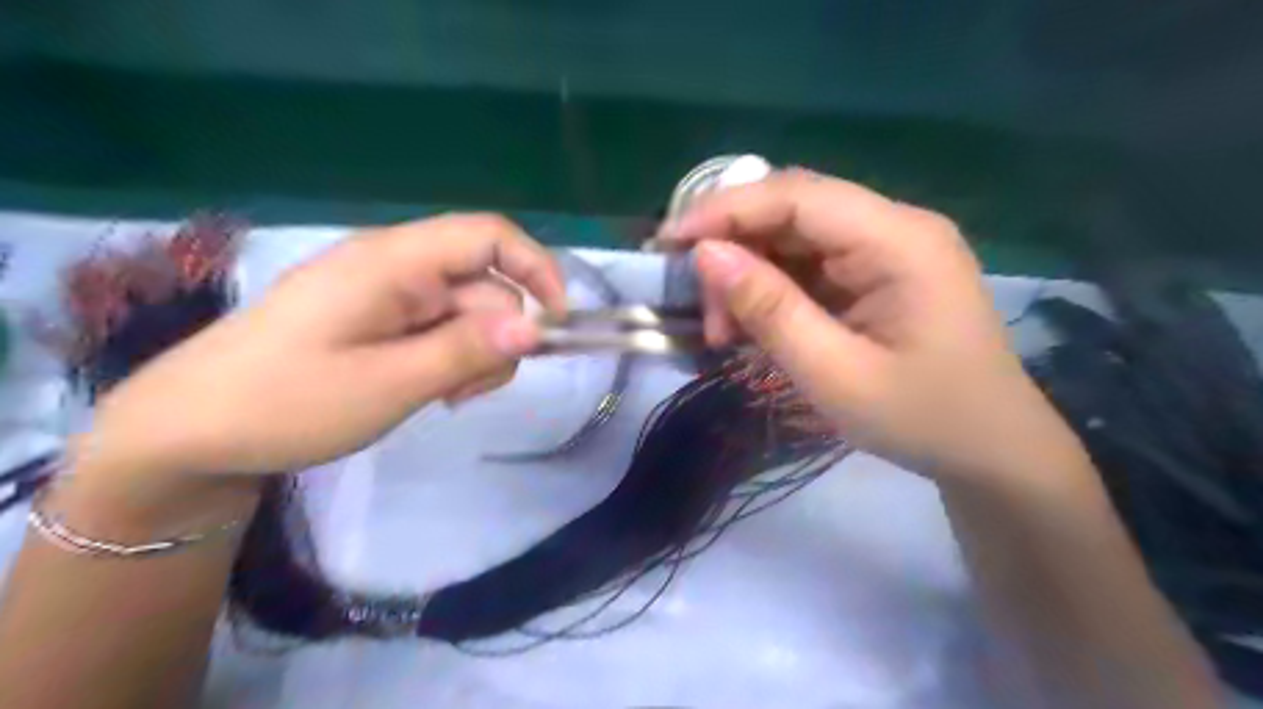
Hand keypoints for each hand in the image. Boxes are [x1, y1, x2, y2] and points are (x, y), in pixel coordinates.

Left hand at [76, 214, 565, 483]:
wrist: (191, 432)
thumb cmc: (286, 402)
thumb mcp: (389, 383)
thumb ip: (467, 350)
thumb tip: (536, 328)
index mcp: (394, 262)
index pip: (489, 235)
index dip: (536, 268)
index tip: (558, 323)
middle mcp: (397, 266)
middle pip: (484, 284)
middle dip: (497, 338)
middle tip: (469, 392)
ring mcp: (388, 294)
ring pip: (468, 313)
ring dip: (475, 354)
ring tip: (445, 397)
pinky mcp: (381, 319)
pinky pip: (441, 329)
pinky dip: (451, 359)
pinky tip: (431, 391)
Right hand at [664, 170, 1090, 483]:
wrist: (993, 453)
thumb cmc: (923, 419)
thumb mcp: (836, 374)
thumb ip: (770, 310)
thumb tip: (705, 255)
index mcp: (898, 240)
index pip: (795, 196)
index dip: (724, 210)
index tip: (669, 243)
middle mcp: (894, 227)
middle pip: (792, 210)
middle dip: (734, 249)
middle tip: (700, 307)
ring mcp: (888, 249)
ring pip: (794, 238)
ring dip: (749, 275)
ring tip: (724, 330)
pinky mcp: (878, 274)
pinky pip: (810, 265)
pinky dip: (773, 291)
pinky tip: (754, 327)